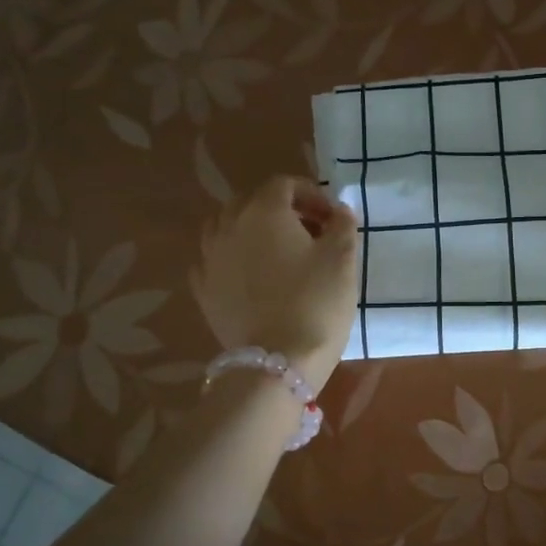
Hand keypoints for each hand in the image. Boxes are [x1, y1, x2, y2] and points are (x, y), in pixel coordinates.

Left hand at [191, 176, 359, 392]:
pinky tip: (252, 277)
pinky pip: (216, 260)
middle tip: (310, 234)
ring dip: (253, 231)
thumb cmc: (316, 302)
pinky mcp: (203, 289)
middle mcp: (229, 226)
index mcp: (264, 211)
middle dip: (282, 211)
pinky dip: (234, 259)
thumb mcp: (342, 259)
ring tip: (279, 254)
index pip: (284, 184)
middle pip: (252, 202)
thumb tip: (339, 210)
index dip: (311, 194)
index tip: (332, 218)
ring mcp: (210, 258)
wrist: (278, 361)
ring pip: (228, 228)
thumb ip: (342, 225)